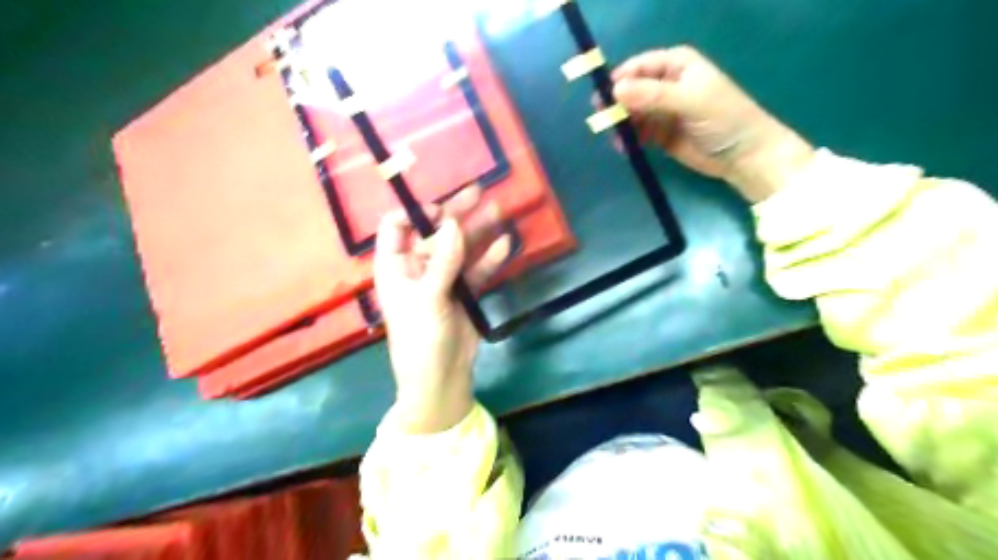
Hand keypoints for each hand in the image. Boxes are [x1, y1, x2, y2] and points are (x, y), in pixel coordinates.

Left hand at [377, 186, 514, 434]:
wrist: (441, 378)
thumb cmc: (421, 338)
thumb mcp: (428, 298)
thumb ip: (442, 261)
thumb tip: (453, 224)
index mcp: (396, 267)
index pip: (395, 228)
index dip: (415, 213)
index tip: (439, 209)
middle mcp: (418, 268)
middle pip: (434, 233)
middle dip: (455, 212)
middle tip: (478, 192)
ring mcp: (443, 279)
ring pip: (461, 248)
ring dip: (478, 231)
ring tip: (499, 210)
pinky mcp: (464, 292)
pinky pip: (477, 269)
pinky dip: (490, 257)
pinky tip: (506, 243)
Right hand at [613, 46, 813, 201]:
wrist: (742, 155)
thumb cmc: (723, 119)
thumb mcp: (689, 102)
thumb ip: (653, 95)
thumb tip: (615, 91)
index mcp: (676, 65)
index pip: (639, 66)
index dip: (620, 79)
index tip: (603, 98)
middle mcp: (666, 84)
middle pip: (631, 89)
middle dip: (616, 104)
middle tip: (601, 120)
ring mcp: (662, 110)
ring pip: (631, 112)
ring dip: (621, 124)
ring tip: (616, 139)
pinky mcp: (659, 133)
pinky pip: (636, 132)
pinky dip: (628, 138)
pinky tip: (625, 148)